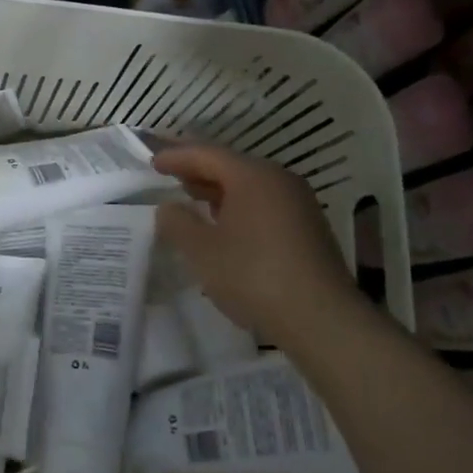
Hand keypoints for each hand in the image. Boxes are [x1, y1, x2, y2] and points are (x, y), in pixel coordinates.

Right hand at [152, 142, 367, 346]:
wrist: (320, 318)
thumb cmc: (253, 275)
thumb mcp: (202, 250)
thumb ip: (178, 223)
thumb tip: (168, 208)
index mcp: (253, 176)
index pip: (207, 154)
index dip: (177, 156)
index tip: (153, 162)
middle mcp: (279, 180)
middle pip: (231, 165)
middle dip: (198, 169)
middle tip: (170, 172)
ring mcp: (298, 203)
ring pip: (249, 186)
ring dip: (218, 189)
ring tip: (192, 197)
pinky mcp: (307, 227)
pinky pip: (263, 204)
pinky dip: (238, 206)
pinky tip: (225, 224)